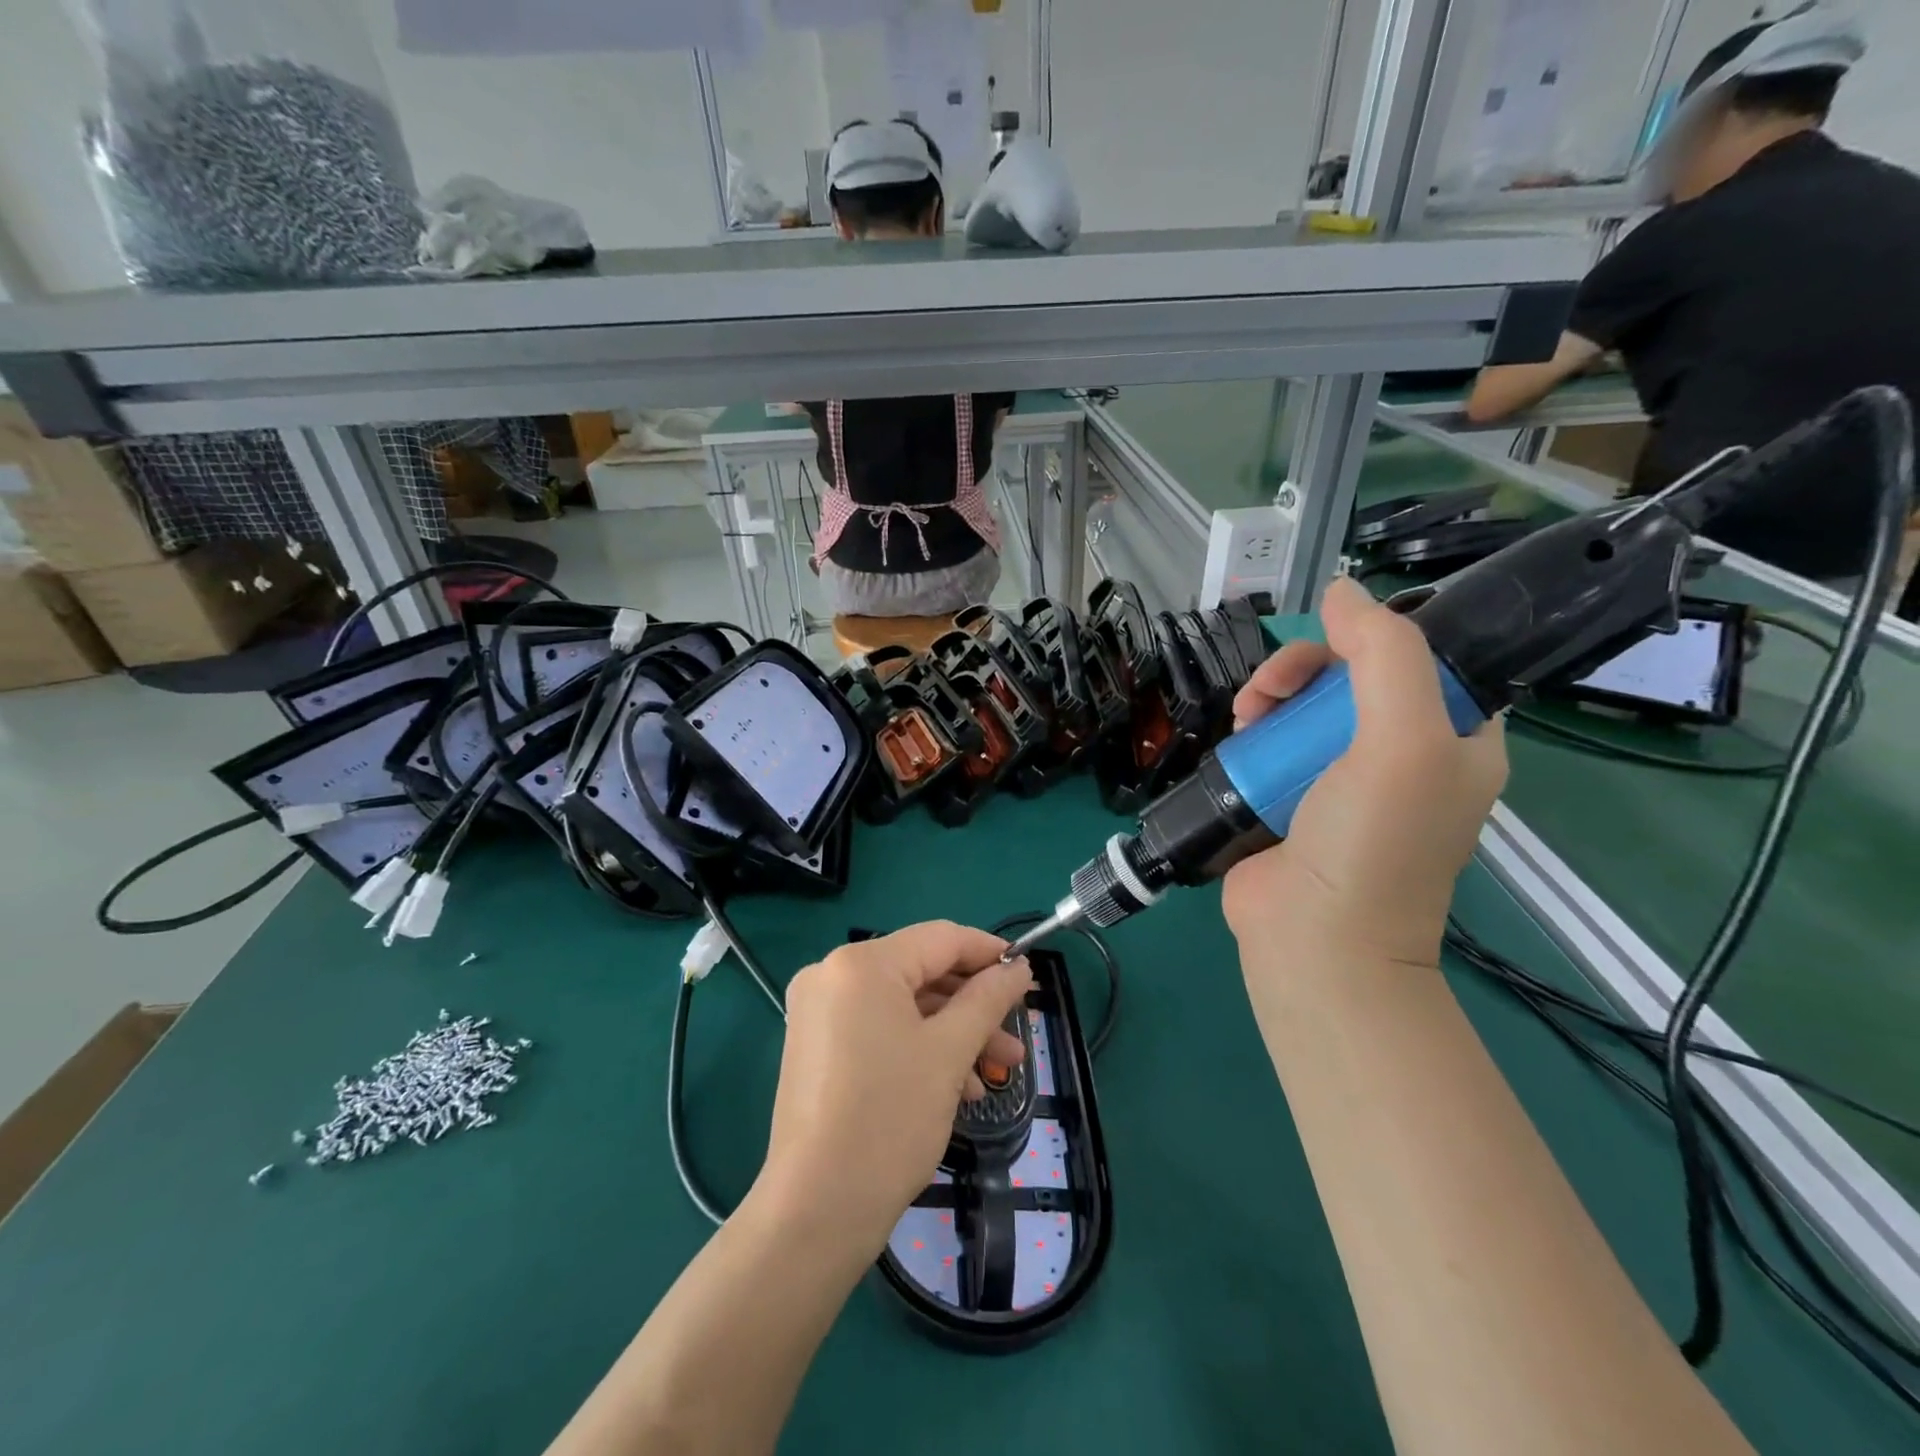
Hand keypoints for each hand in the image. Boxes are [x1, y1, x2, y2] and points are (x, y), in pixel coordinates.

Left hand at [756, 923, 1033, 1249]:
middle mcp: (832, 974)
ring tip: (996, 1073)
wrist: (816, 1211)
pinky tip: (956, 1088)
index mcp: (861, 963)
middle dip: (974, 1006)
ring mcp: (818, 1012)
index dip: (989, 953)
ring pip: (904, 1006)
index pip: (940, 939)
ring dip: (952, 1033)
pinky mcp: (816, 1047)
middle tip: (1016, 1037)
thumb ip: (988, 999)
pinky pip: (880, 1029)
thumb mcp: (949, 1052)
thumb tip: (1018, 967)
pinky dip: (919, 1048)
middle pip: (922, 973)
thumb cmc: (889, 1119)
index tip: (1027, 975)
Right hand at [1222, 577, 1506, 969]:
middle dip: (1305, 670)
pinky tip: (1238, 736)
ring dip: (1272, 696)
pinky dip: (1255, 729)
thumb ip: (1385, 656)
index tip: (1329, 647)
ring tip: (1246, 717)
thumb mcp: (1401, 741)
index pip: (1421, 657)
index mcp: (1454, 738)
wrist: (1314, 939)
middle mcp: (1402, 754)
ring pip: (1304, 704)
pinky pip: (1274, 739)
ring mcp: (1342, 777)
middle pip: (1350, 676)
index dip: (1372, 639)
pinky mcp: (1292, 795)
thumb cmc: (1371, 842)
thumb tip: (1342, 590)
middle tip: (1269, 691)